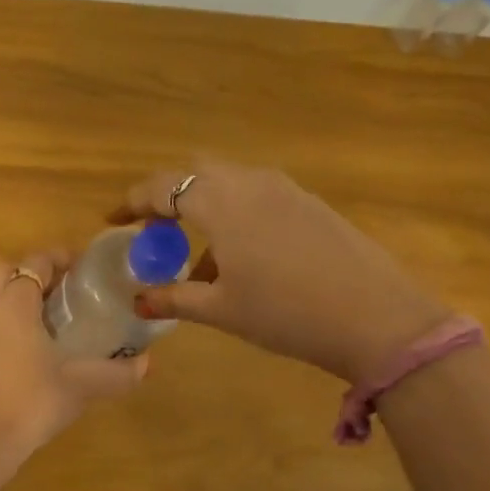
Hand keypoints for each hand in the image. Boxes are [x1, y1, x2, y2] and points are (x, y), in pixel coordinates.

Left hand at [0, 249, 148, 460]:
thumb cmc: (30, 401)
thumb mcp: (80, 386)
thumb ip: (116, 373)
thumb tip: (147, 364)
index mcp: (15, 304)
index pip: (35, 262)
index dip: (60, 259)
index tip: (84, 269)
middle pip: (8, 271)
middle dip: (35, 273)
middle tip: (67, 290)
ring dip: (20, 296)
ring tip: (54, 317)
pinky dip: (8, 319)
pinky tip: (33, 346)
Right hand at [110, 160, 449, 382]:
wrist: (376, 318)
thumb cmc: (286, 313)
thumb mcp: (222, 310)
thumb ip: (174, 298)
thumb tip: (138, 300)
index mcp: (220, 202)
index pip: (162, 187)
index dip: (132, 202)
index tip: (113, 220)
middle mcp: (249, 182)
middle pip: (194, 173)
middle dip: (167, 196)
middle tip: (154, 231)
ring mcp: (284, 188)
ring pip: (228, 182)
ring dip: (203, 206)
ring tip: (198, 255)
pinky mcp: (309, 202)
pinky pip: (256, 194)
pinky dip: (234, 212)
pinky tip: (242, 257)